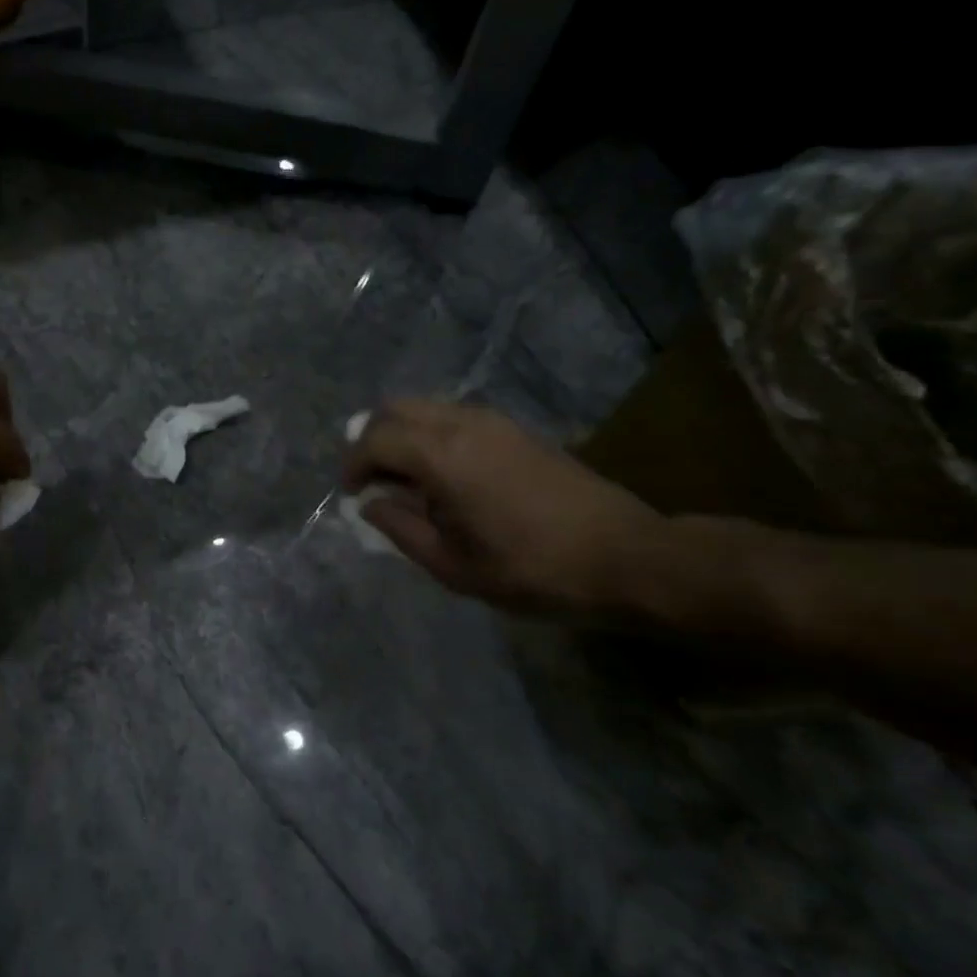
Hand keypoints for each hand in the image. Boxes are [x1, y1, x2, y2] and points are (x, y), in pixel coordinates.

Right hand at [343, 400, 660, 617]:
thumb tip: (371, 504)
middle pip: (395, 409)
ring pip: (425, 407)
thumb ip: (401, 529)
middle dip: (371, 439)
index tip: (351, 494)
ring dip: (402, 434)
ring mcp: (492, 420)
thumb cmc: (532, 569)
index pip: (375, 439)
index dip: (353, 464)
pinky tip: (442, 474)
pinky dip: (430, 434)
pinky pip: (452, 415)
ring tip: (405, 480)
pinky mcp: (514, 428)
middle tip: (372, 479)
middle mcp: (462, 423)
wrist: (625, 556)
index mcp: (442, 455)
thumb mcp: (454, 566)